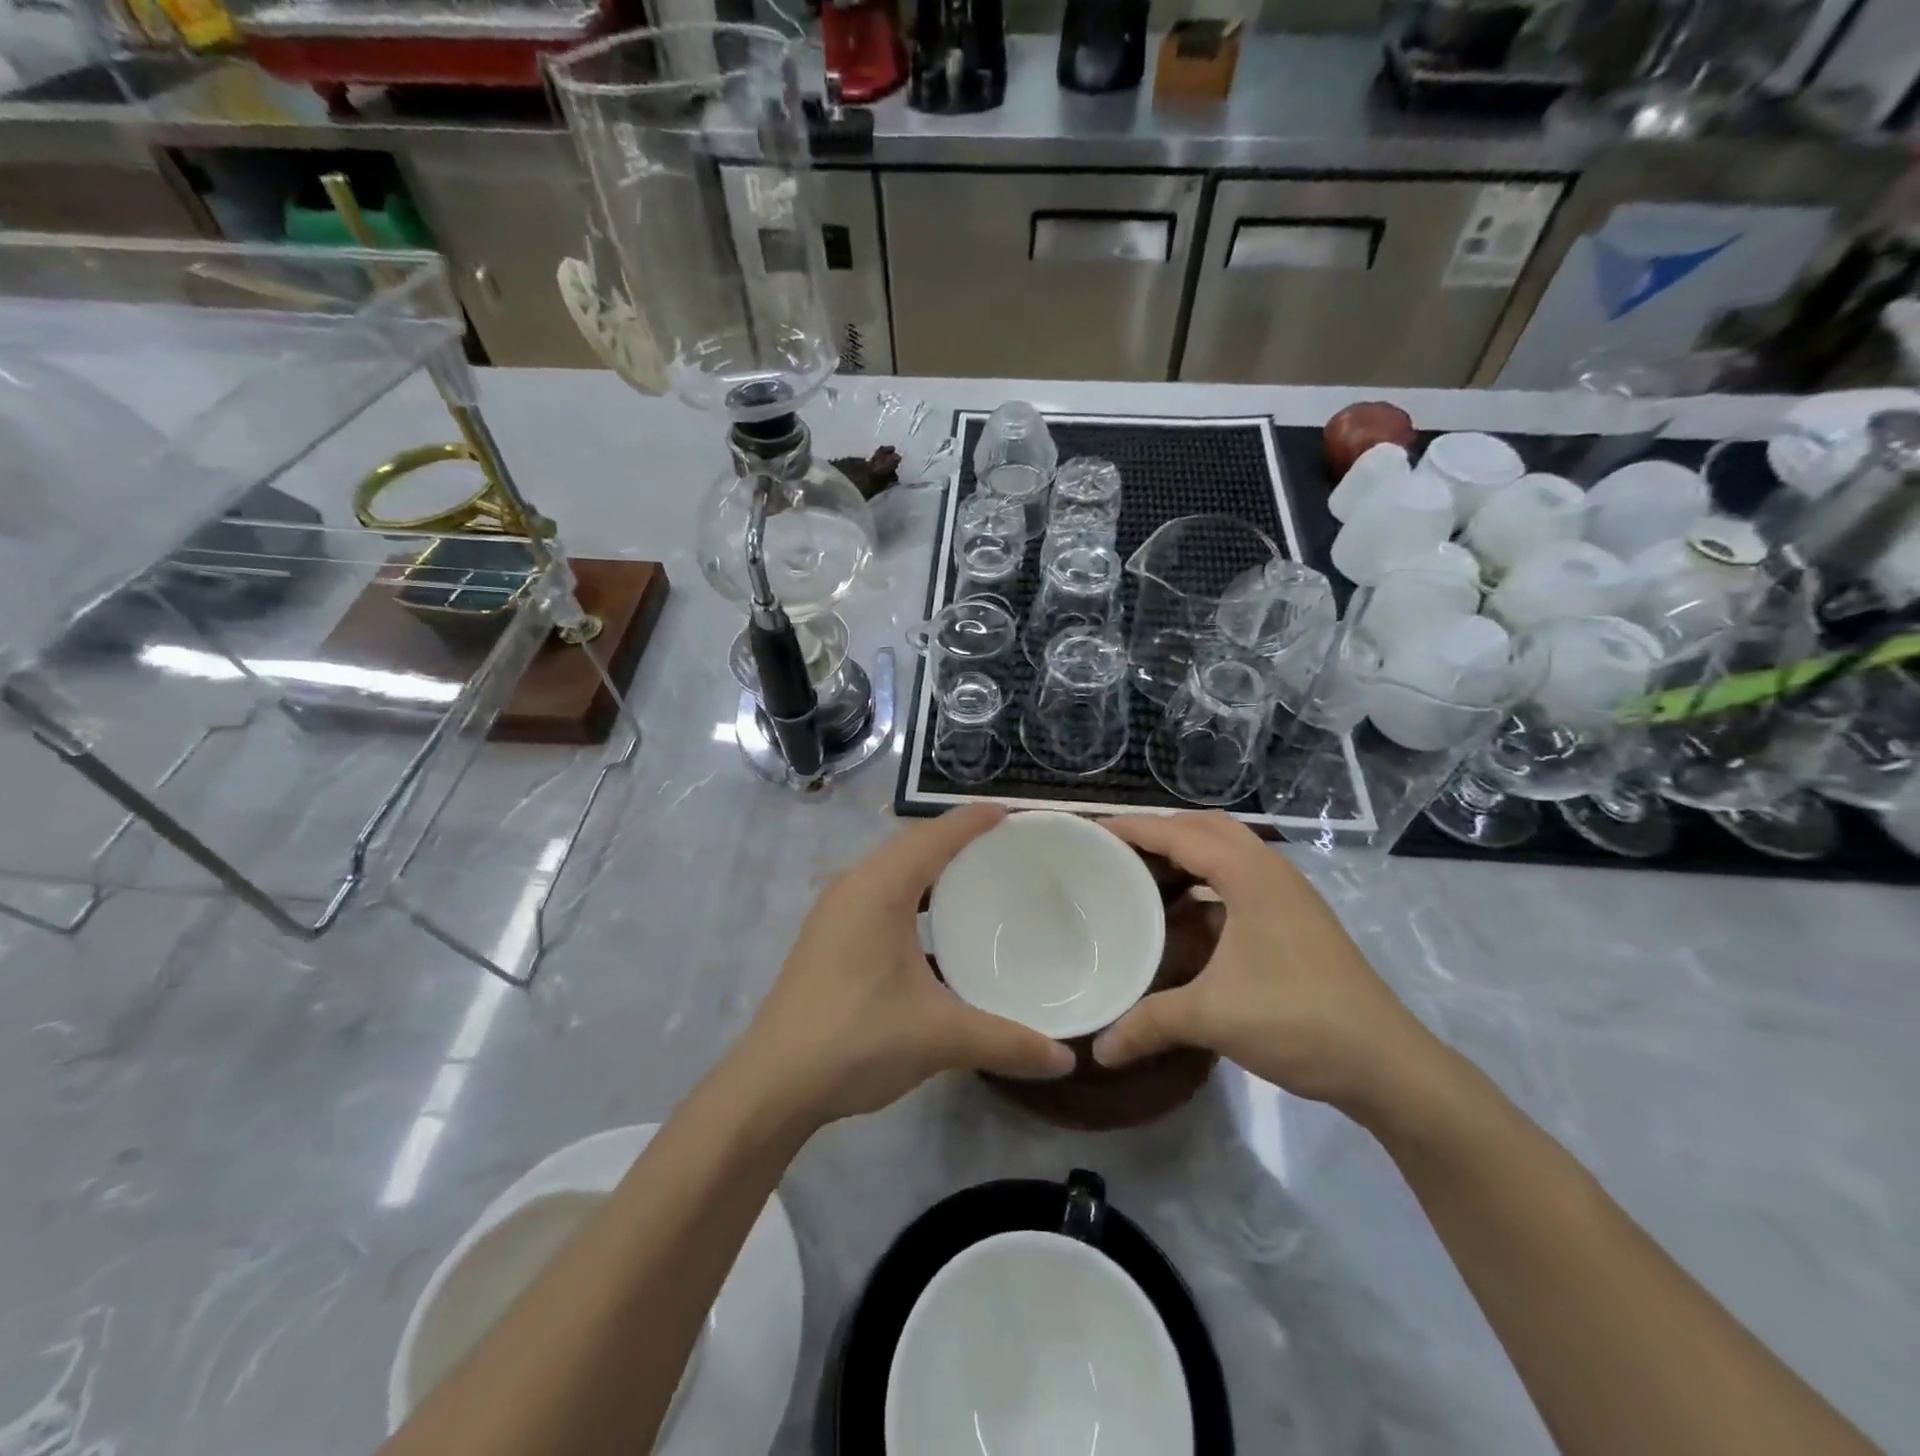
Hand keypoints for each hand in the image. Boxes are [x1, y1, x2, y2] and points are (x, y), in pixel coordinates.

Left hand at [739, 805, 1074, 1125]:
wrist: (772, 1086)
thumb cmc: (856, 1040)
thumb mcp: (939, 1037)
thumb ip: (1006, 1042)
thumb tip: (1066, 1058)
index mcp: (879, 888)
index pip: (935, 836)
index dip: (974, 820)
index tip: (1014, 814)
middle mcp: (854, 886)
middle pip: (912, 844)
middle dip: (957, 838)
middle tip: (1006, 846)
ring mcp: (835, 911)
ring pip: (892, 869)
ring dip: (931, 867)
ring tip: (977, 879)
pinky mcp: (827, 936)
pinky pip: (878, 894)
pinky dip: (911, 894)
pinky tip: (934, 926)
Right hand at [1092, 812, 1439, 1114]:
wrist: (1387, 1064)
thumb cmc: (1297, 1021)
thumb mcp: (1213, 1018)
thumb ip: (1149, 1024)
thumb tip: (1099, 1049)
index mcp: (1250, 876)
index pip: (1180, 834)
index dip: (1134, 828)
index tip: (1092, 830)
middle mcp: (1271, 872)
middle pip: (1207, 828)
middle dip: (1161, 831)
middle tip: (1118, 851)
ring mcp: (1288, 895)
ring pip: (1229, 852)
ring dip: (1187, 855)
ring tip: (1146, 876)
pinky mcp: (1297, 920)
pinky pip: (1241, 880)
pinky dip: (1207, 884)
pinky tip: (1186, 917)